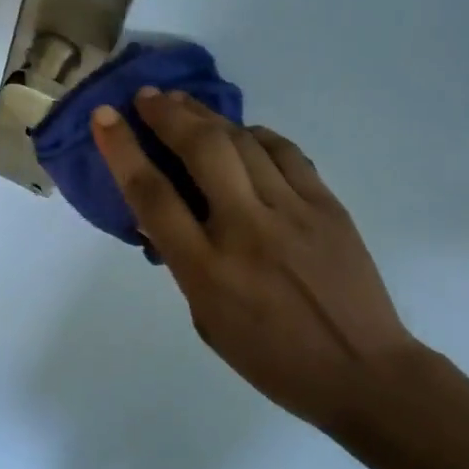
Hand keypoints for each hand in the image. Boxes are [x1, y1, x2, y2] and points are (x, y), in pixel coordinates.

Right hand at [91, 89, 419, 428]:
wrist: (362, 371)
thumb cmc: (272, 359)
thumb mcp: (208, 321)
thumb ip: (183, 265)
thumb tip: (162, 219)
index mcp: (207, 270)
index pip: (153, 195)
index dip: (123, 150)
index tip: (105, 117)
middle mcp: (246, 230)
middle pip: (201, 150)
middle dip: (167, 114)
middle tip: (147, 97)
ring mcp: (291, 213)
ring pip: (243, 142)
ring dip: (207, 115)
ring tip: (184, 103)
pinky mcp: (327, 205)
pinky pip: (285, 153)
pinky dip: (256, 135)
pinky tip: (242, 132)